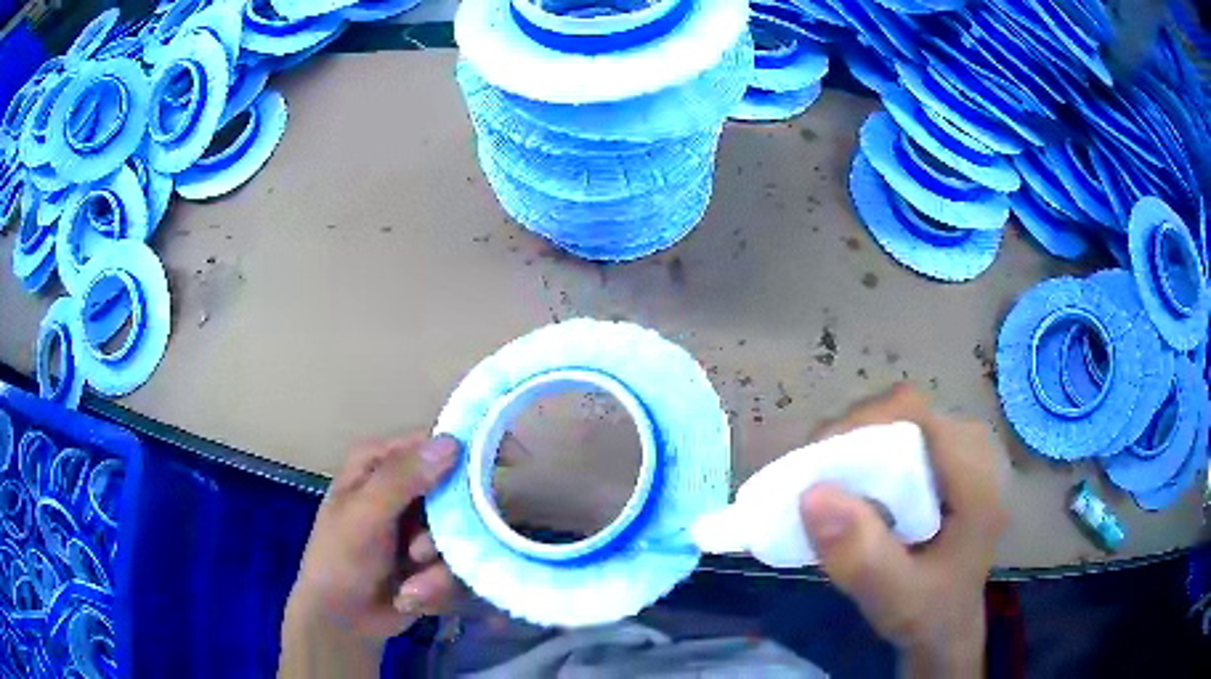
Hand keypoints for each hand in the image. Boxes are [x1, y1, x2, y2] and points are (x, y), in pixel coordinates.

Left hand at [280, 435, 460, 677]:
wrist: (342, 621)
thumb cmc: (339, 560)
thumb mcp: (363, 516)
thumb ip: (402, 480)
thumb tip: (452, 442)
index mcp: (383, 462)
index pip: (437, 443)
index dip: (474, 449)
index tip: (515, 461)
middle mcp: (408, 488)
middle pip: (460, 495)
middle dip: (446, 534)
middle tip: (419, 553)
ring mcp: (424, 526)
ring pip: (465, 536)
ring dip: (440, 569)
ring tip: (410, 586)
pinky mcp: (438, 559)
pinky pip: (461, 565)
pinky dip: (438, 586)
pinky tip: (411, 597)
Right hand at [800, 385, 1005, 676]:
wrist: (949, 625)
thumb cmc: (930, 614)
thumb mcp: (896, 599)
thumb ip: (862, 557)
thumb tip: (811, 494)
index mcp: (977, 476)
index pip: (914, 416)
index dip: (859, 426)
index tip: (814, 464)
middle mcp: (974, 447)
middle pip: (903, 413)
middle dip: (850, 438)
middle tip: (809, 477)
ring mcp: (961, 448)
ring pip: (897, 420)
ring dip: (854, 447)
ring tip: (822, 485)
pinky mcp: (947, 458)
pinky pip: (899, 436)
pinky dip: (865, 456)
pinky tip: (849, 489)